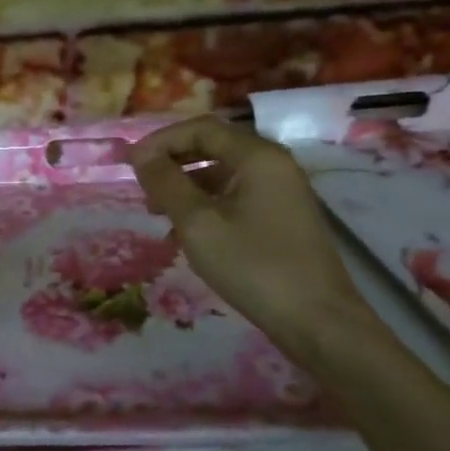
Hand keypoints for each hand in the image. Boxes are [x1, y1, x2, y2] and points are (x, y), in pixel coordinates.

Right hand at [128, 116, 374, 349]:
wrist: (318, 322)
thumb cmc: (254, 266)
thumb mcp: (198, 224)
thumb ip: (166, 184)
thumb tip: (140, 154)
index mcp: (258, 157)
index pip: (202, 128)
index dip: (162, 140)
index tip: (131, 164)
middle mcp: (274, 165)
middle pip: (215, 146)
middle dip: (173, 162)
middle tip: (143, 187)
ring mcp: (282, 191)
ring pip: (224, 174)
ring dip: (187, 186)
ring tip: (158, 214)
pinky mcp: (283, 217)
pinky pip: (237, 196)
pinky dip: (207, 205)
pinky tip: (187, 233)